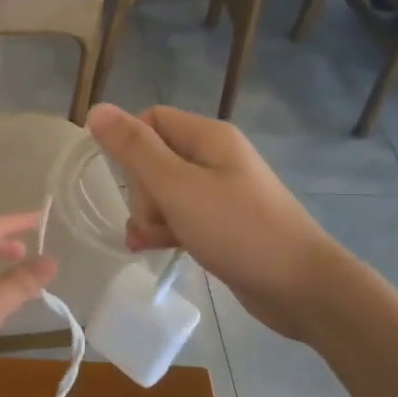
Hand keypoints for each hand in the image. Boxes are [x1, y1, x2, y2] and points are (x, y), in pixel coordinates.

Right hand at [87, 104, 353, 340]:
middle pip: (154, 158)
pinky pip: (179, 215)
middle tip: (151, 219)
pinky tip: (153, 249)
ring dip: (148, 214)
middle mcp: (214, 157)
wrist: (300, 287)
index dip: (129, 147)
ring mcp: (220, 191)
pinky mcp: (221, 222)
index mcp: (208, 137)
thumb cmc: (237, 229)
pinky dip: (163, 229)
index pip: (150, 121)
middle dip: (140, 191)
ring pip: (163, 191)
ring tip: (149, 241)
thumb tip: (96, 109)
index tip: (124, 181)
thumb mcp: (177, 187)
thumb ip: (135, 149)